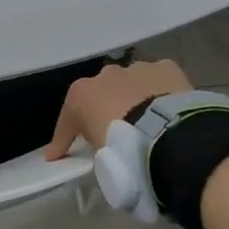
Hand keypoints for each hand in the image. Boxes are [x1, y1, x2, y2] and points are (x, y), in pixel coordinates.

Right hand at [46, 59, 192, 158]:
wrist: (167, 137)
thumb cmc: (122, 150)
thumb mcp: (99, 160)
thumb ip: (94, 153)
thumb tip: (96, 160)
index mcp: (80, 95)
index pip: (68, 120)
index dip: (65, 138)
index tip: (60, 155)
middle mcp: (105, 75)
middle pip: (102, 93)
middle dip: (107, 109)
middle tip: (116, 133)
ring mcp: (136, 69)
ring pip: (131, 82)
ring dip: (135, 98)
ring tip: (148, 122)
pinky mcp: (166, 68)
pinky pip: (159, 80)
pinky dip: (161, 91)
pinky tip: (168, 107)